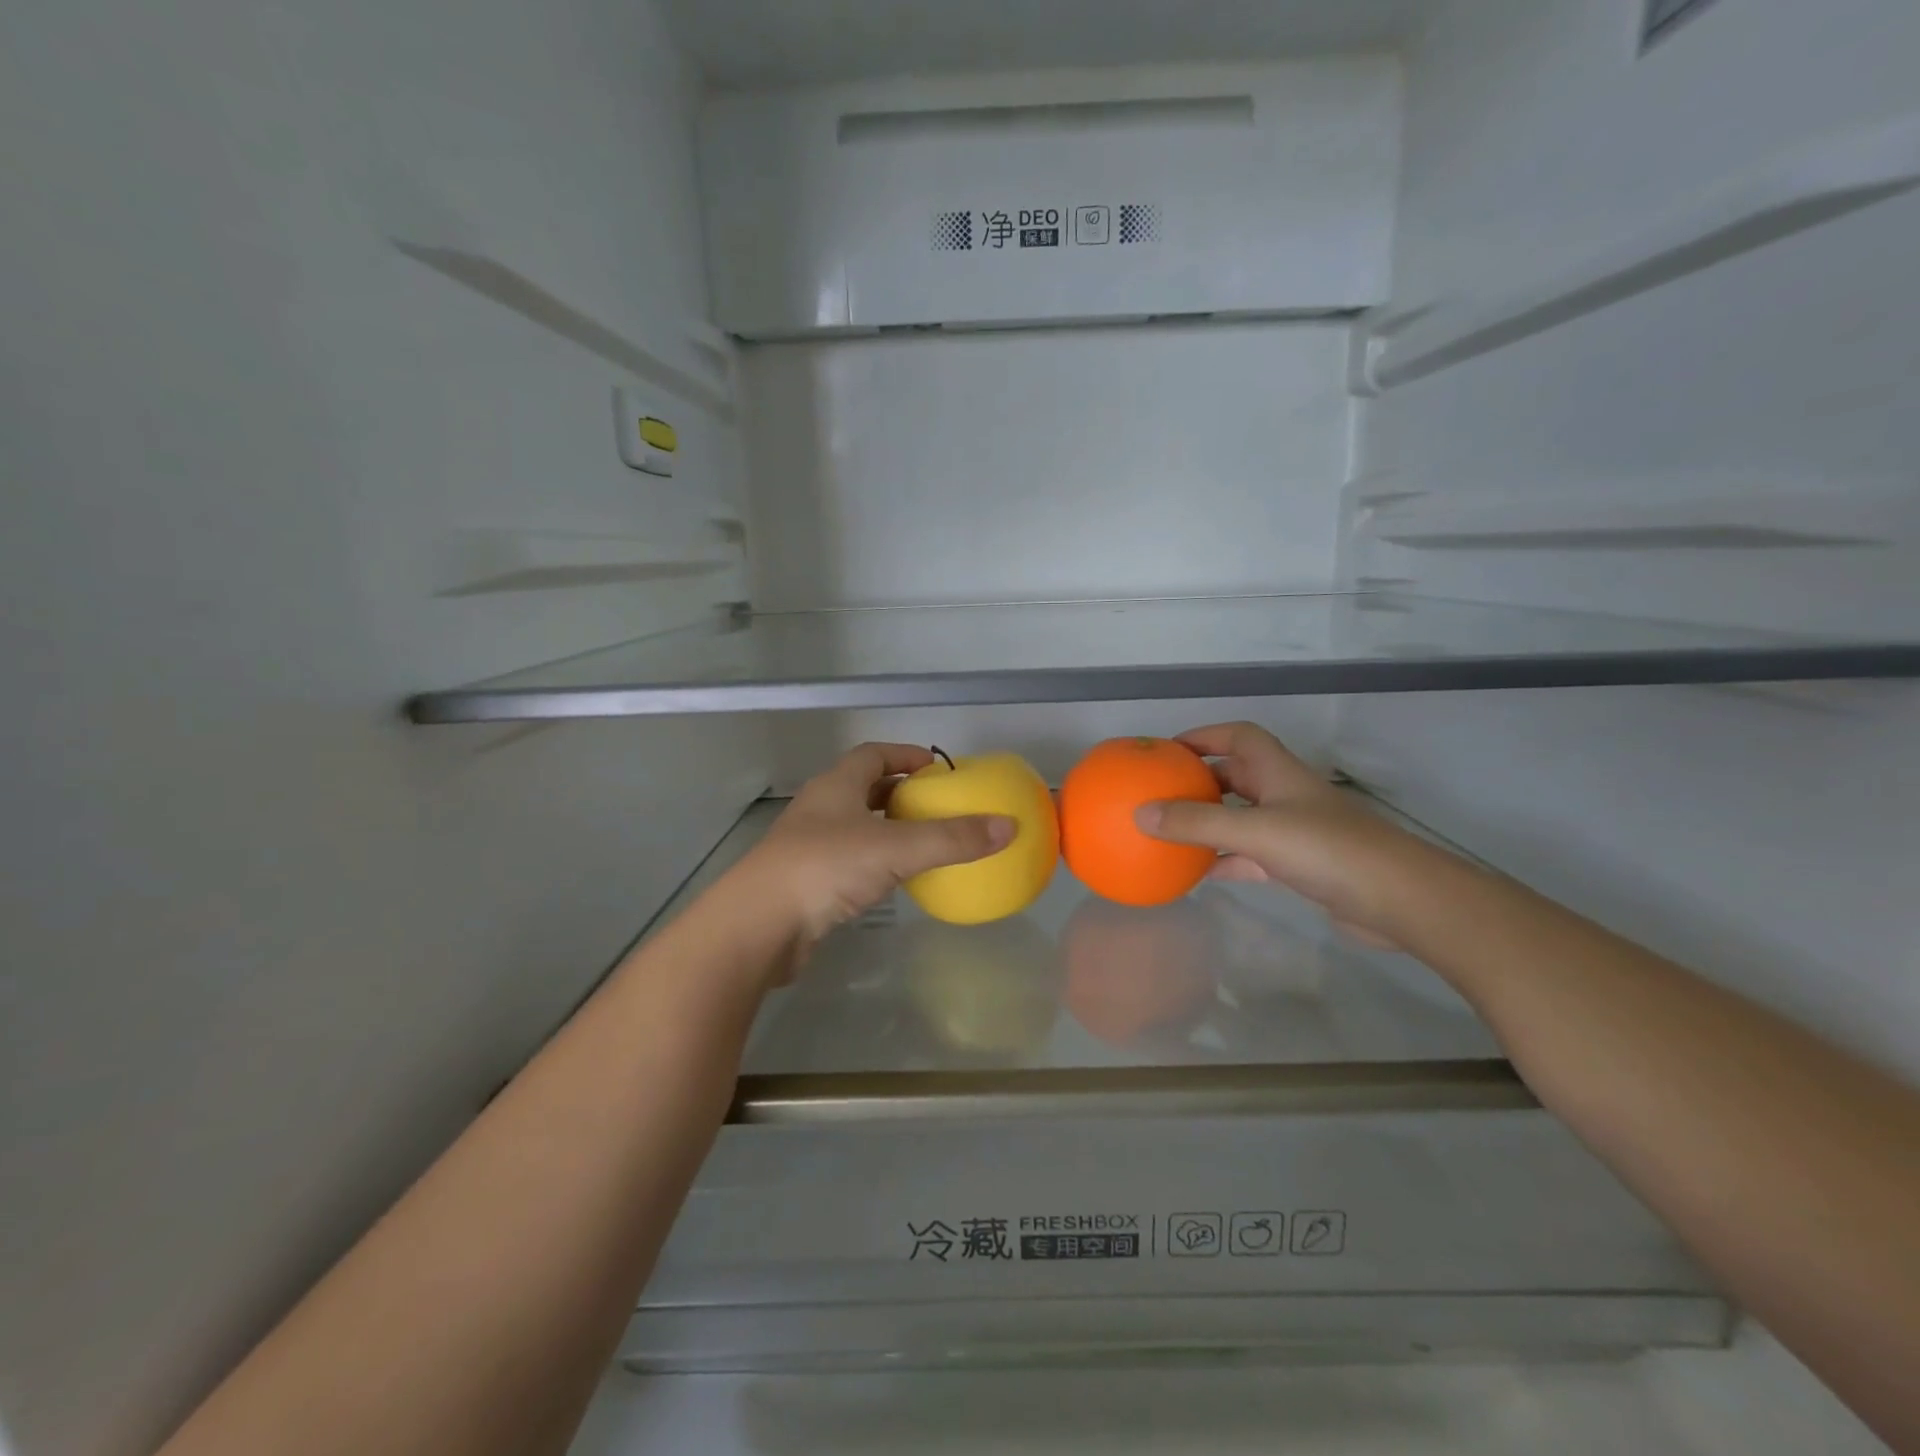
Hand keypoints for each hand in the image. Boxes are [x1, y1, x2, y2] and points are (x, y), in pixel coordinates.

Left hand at [726, 744, 1015, 962]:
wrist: (759, 926)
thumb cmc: (826, 868)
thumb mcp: (897, 849)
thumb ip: (952, 839)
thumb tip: (1008, 826)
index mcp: (836, 785)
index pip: (873, 754)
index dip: (905, 755)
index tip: (937, 768)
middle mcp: (820, 808)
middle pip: (864, 788)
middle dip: (901, 793)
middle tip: (937, 807)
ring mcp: (808, 844)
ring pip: (856, 825)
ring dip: (888, 828)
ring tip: (924, 842)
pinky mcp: (805, 880)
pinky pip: (849, 859)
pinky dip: (875, 861)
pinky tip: (894, 880)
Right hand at [1134, 723, 1410, 946]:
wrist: (1398, 899)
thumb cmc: (1327, 850)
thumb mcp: (1255, 831)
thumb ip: (1197, 823)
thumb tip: (1139, 813)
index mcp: (1278, 773)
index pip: (1239, 737)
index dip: (1205, 735)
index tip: (1168, 749)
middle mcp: (1285, 796)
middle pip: (1237, 777)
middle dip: (1200, 781)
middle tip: (1161, 793)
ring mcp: (1294, 832)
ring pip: (1241, 818)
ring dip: (1210, 822)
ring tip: (1170, 831)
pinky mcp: (1300, 866)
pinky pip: (1250, 856)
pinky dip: (1224, 860)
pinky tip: (1199, 872)